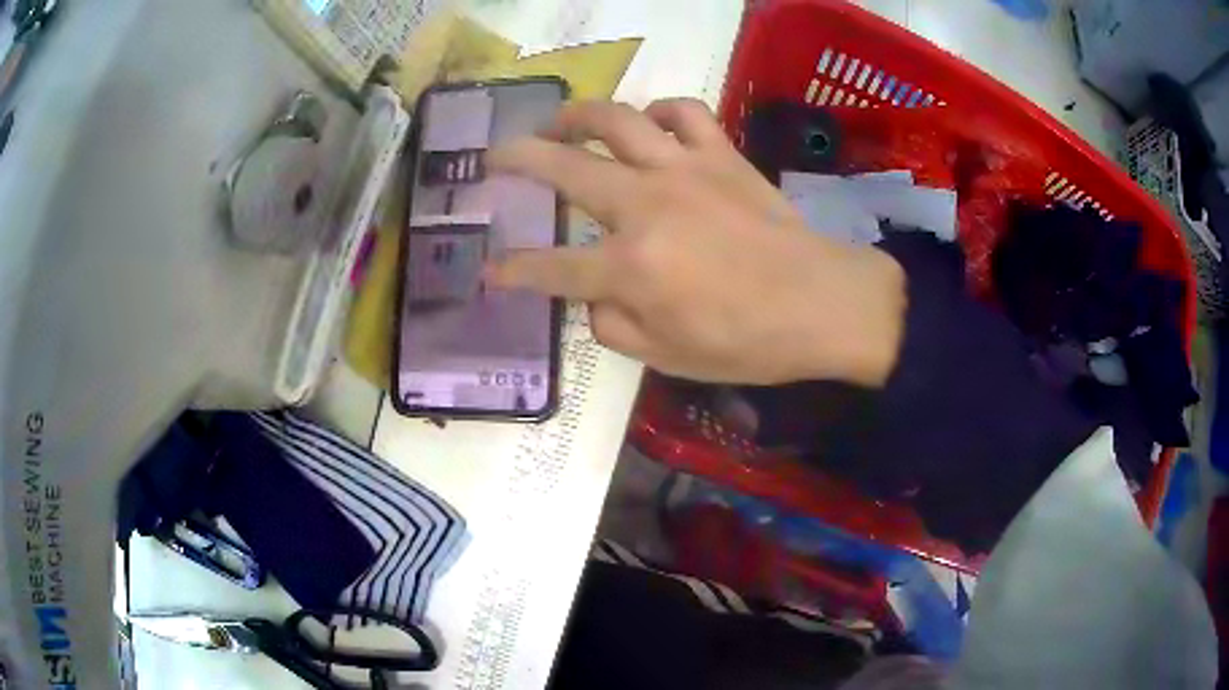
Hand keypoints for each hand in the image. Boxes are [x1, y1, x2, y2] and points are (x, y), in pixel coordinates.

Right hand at [485, 99, 905, 386]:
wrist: (822, 304)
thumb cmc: (748, 341)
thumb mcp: (668, 358)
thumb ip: (612, 326)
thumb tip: (590, 296)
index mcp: (631, 266)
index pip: (550, 267)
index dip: (513, 271)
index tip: (489, 270)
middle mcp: (646, 205)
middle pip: (563, 168)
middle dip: (516, 159)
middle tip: (494, 157)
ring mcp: (684, 170)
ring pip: (615, 120)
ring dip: (576, 116)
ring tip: (558, 122)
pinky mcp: (721, 154)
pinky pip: (684, 111)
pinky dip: (659, 111)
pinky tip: (648, 124)